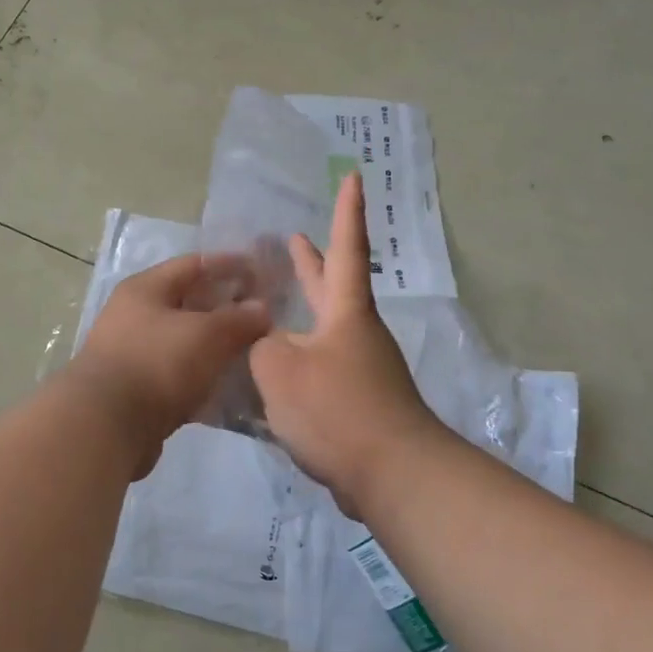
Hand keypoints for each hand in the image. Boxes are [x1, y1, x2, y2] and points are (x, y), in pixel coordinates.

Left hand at [71, 253, 272, 475]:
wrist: (106, 426)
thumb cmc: (157, 363)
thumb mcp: (206, 334)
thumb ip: (238, 318)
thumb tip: (262, 308)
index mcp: (145, 289)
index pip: (193, 264)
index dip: (229, 265)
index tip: (262, 272)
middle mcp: (135, 316)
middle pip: (189, 304)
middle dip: (226, 309)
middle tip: (264, 317)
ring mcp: (134, 355)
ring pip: (185, 343)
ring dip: (217, 347)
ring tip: (254, 353)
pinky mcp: (138, 391)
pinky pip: (179, 377)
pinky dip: (204, 379)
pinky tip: (231, 388)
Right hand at [249, 173, 445, 515]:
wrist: (391, 474)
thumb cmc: (338, 408)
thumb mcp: (280, 370)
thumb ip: (261, 347)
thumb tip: (265, 344)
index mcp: (345, 313)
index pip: (345, 249)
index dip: (346, 213)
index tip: (355, 177)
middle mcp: (355, 334)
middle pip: (333, 288)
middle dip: (311, 263)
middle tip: (291, 238)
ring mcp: (358, 369)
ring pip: (320, 330)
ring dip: (297, 315)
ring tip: (266, 308)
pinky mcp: (353, 402)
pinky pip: (317, 368)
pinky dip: (294, 358)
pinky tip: (269, 372)